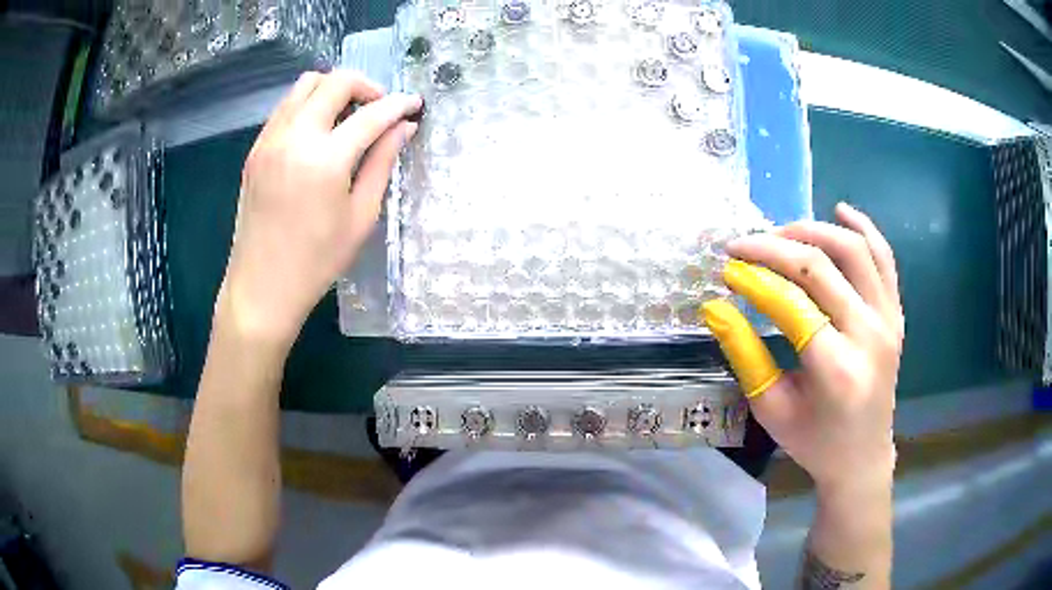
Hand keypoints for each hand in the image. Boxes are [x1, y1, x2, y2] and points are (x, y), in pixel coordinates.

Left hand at [218, 71, 422, 347]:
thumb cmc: (317, 261)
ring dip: (334, 89)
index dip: (399, 105)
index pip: (371, 114)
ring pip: (305, 85)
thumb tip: (404, 128)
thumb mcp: (360, 216)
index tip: (415, 105)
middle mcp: (294, 137)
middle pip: (335, 81)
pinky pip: (285, 106)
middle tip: (381, 107)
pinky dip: (308, 104)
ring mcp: (270, 140)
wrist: (262, 287)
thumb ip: (382, 163)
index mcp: (326, 159)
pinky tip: (319, 130)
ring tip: (349, 114)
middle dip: (366, 85)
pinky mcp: (256, 149)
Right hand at [702, 203, 903, 490]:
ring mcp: (888, 319)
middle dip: (774, 246)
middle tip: (742, 244)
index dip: (753, 278)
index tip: (726, 267)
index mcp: (836, 369)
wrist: (863, 456)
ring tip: (781, 232)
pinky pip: (884, 258)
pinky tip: (840, 211)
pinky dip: (863, 228)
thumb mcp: (771, 408)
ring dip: (813, 230)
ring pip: (854, 249)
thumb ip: (745, 354)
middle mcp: (869, 334)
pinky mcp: (896, 313)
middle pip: (820, 266)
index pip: (791, 302)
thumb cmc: (814, 441)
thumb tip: (715, 307)